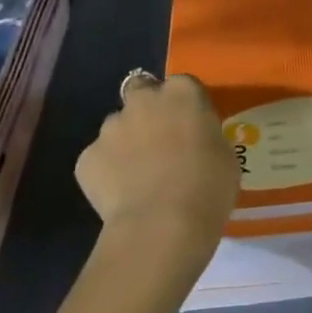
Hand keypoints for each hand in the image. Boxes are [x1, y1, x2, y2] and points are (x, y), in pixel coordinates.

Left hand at [75, 74, 240, 271]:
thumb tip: (194, 144)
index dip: (183, 107)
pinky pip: (98, 160)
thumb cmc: (208, 187)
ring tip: (136, 177)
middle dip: (145, 109)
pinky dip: (105, 173)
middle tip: (156, 141)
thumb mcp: (224, 155)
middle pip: (141, 91)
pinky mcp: (87, 158)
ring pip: (116, 127)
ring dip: (125, 142)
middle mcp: (145, 99)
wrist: (162, 227)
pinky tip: (119, 197)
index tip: (189, 128)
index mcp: (183, 91)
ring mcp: (111, 127)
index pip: (181, 86)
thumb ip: (205, 137)